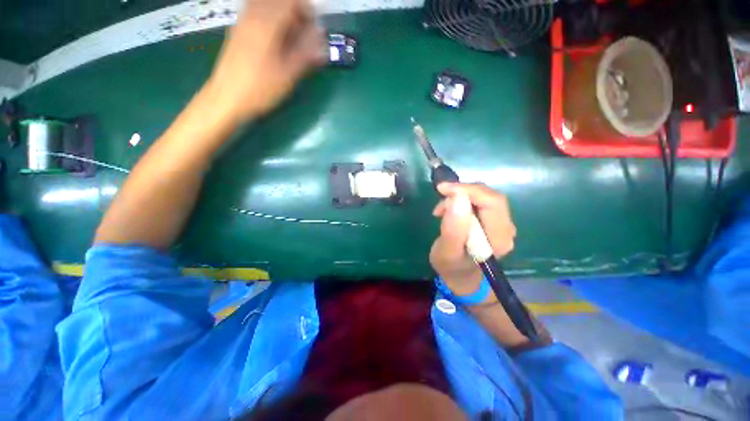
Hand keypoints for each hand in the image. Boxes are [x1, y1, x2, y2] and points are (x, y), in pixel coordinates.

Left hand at [204, 0, 325, 123]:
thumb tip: (321, 34)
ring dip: (284, 17)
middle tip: (304, 37)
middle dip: (296, 14)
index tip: (314, 29)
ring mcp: (243, 21)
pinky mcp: (238, 29)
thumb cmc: (261, 89)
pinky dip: (272, 20)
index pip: (291, 0)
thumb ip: (306, 52)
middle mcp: (253, 14)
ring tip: (291, 40)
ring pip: (268, 5)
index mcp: (267, 23)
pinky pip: (257, 12)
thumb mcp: (288, 74)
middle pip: (280, 1)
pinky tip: (276, 41)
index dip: (307, 10)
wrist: (227, 97)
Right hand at [429, 183, 515, 301]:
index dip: (468, 190)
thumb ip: (453, 229)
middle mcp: (506, 228)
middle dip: (463, 191)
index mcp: (498, 238)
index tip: (443, 189)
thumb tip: (456, 198)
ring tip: (441, 209)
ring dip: (461, 195)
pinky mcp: (492, 220)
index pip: (492, 202)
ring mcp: (501, 224)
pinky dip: (462, 199)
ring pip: (484, 196)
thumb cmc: (452, 268)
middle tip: (440, 197)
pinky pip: (480, 201)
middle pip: (490, 196)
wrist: (462, 277)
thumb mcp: (447, 252)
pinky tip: (449, 209)